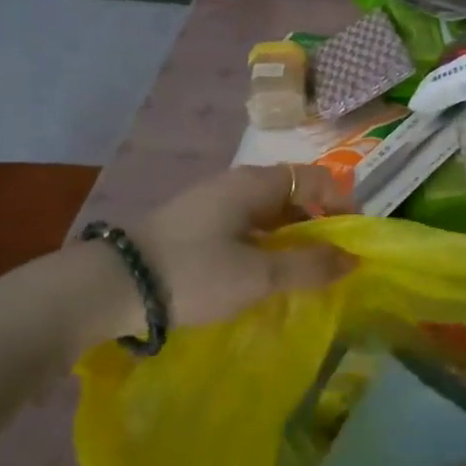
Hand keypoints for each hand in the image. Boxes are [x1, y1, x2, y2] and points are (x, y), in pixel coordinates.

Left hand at [117, 164, 353, 335]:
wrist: (112, 287)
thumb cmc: (194, 273)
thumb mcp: (258, 275)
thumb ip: (309, 266)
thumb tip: (353, 258)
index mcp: (255, 184)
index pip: (316, 178)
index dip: (342, 204)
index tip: (353, 243)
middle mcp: (236, 185)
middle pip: (294, 196)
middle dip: (319, 228)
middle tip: (331, 266)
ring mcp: (213, 205)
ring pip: (269, 216)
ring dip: (292, 241)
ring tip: (301, 277)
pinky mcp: (196, 227)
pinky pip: (246, 229)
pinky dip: (265, 248)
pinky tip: (263, 278)